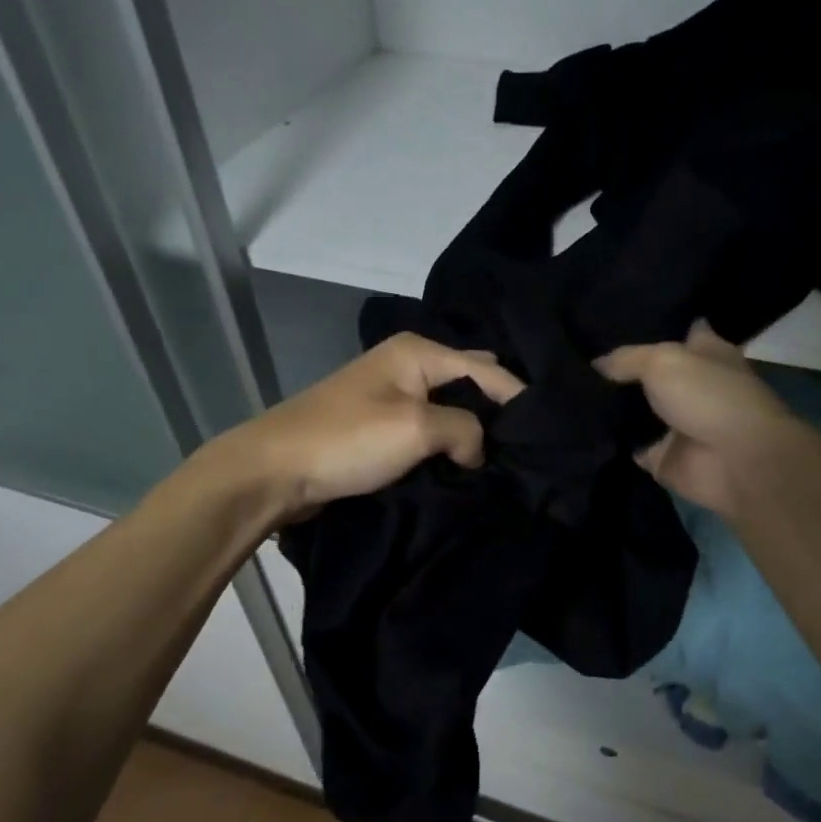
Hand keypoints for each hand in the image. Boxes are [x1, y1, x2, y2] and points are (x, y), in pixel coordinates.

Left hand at [209, 333, 523, 522]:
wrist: (272, 471)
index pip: (487, 369)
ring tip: (504, 458)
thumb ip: (464, 430)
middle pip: (470, 381)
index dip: (519, 399)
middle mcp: (407, 363)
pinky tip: (465, 464)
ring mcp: (391, 394)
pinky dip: (447, 444)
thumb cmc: (346, 440)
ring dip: (471, 431)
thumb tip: (477, 449)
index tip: (548, 434)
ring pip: (449, 408)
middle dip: (496, 410)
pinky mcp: (379, 424)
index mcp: (418, 351)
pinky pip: (428, 429)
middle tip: (527, 445)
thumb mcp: (415, 429)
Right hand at [595, 321, 807, 516]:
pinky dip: (610, 442)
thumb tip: (596, 363)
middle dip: (620, 370)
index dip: (652, 326)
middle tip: (578, 359)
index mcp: (705, 352)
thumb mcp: (661, 360)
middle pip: (650, 373)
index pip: (679, 330)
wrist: (735, 461)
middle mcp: (692, 385)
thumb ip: (626, 359)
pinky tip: (577, 429)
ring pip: (636, 410)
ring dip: (611, 407)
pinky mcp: (663, 456)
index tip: (612, 323)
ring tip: (569, 392)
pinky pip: (629, 446)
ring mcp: (677, 423)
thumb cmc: (708, 396)